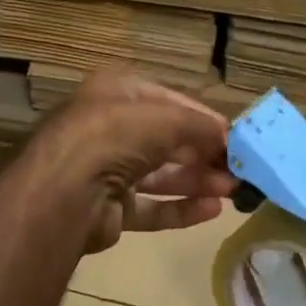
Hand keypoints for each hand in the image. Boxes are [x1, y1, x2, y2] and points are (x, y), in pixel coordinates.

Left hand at [29, 69, 235, 252]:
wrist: (66, 191)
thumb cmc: (115, 136)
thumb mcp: (166, 118)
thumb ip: (200, 126)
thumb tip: (228, 136)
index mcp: (115, 93)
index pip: (168, 101)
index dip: (202, 118)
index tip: (235, 136)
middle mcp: (108, 128)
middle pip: (165, 140)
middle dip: (203, 153)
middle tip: (239, 168)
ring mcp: (105, 170)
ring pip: (160, 175)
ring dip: (197, 181)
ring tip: (234, 190)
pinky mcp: (108, 208)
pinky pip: (150, 206)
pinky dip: (179, 209)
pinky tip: (212, 211)